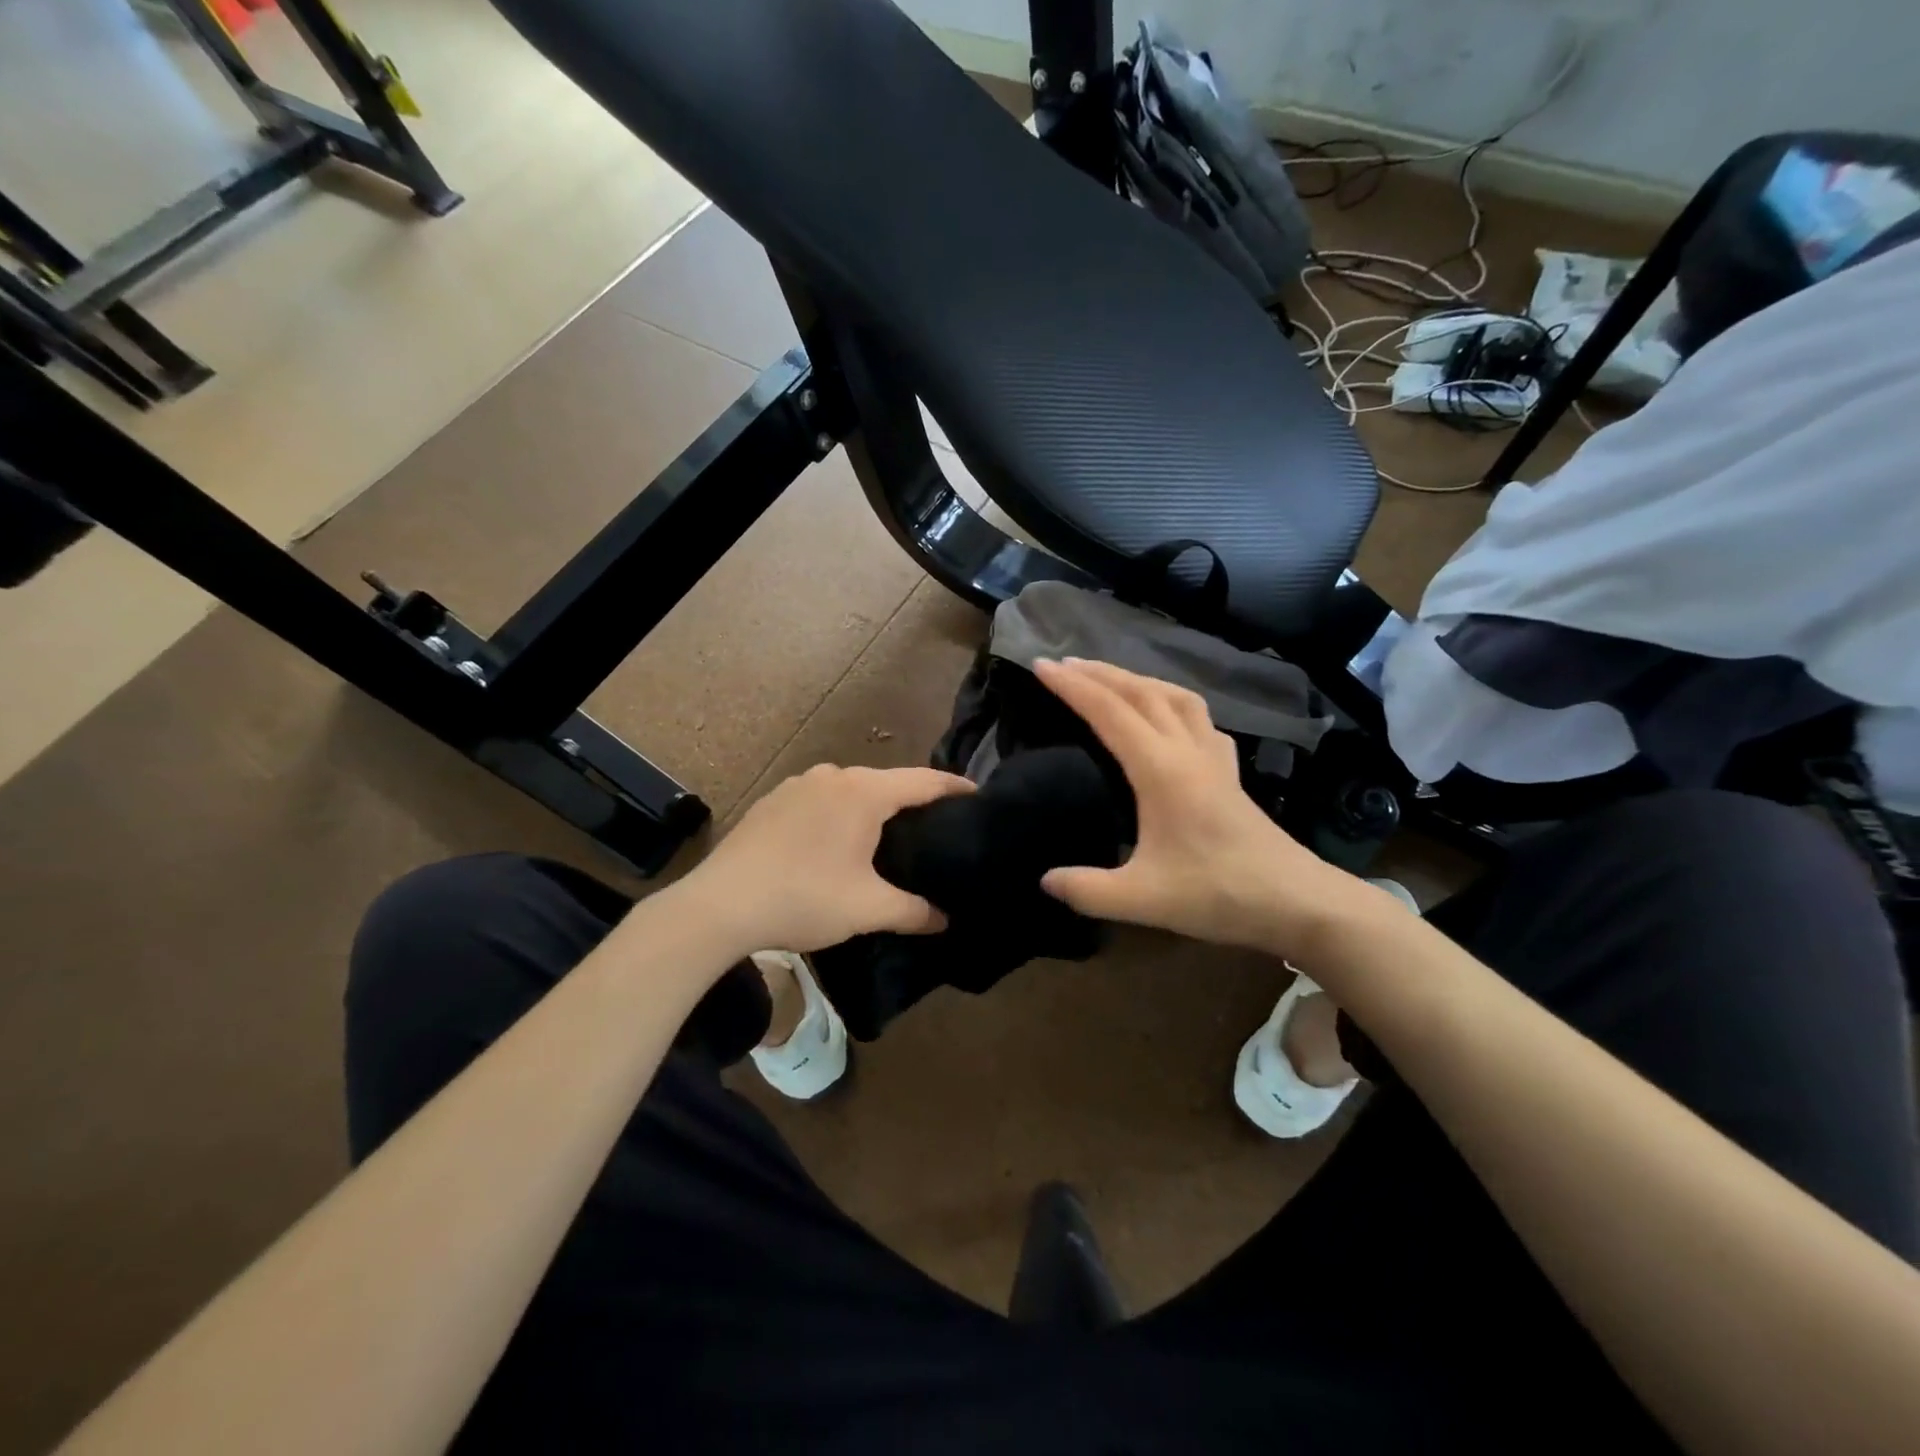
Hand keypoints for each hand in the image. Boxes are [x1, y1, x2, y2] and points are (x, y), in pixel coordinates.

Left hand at [678, 764, 974, 954]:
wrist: (719, 905)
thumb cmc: (803, 899)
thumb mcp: (867, 909)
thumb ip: (913, 911)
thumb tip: (945, 920)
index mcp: (864, 792)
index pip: (924, 781)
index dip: (955, 788)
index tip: (978, 796)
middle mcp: (833, 776)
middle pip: (887, 782)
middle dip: (913, 801)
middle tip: (935, 828)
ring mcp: (798, 784)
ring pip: (851, 789)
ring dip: (872, 808)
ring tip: (887, 837)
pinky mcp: (773, 800)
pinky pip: (821, 799)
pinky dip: (839, 813)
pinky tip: (834, 842)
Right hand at [1035, 659, 1375, 953]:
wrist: (1297, 901)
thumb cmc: (1219, 894)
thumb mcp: (1143, 900)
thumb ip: (1087, 890)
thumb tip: (1044, 880)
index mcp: (1161, 770)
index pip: (1109, 713)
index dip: (1072, 687)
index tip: (1041, 666)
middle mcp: (1187, 751)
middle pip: (1141, 693)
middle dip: (1099, 673)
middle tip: (1063, 664)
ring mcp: (1214, 757)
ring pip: (1173, 697)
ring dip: (1136, 679)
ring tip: (1109, 678)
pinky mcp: (1229, 771)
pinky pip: (1197, 717)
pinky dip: (1171, 701)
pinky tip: (1166, 715)